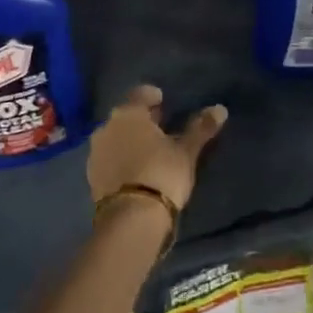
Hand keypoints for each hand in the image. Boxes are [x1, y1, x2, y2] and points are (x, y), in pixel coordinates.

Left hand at [87, 86, 227, 211]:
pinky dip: (121, 158)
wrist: (131, 218)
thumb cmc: (162, 174)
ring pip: (115, 137)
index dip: (152, 96)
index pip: (139, 94)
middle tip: (160, 127)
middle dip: (142, 119)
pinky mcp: (92, 176)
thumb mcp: (186, 152)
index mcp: (128, 114)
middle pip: (126, 116)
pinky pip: (109, 158)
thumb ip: (200, 129)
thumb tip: (220, 109)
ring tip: (148, 150)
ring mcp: (96, 152)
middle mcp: (106, 127)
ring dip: (129, 139)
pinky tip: (134, 169)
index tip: (163, 100)